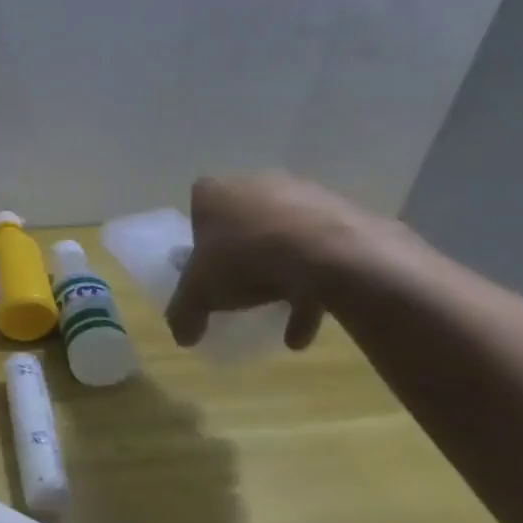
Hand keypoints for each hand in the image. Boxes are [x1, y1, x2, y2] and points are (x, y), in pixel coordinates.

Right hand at [165, 172, 401, 351]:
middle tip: (241, 288)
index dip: (200, 238)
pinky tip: (304, 328)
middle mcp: (257, 185)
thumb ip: (184, 312)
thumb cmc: (245, 258)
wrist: (327, 251)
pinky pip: (319, 252)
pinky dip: (312, 287)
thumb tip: (182, 337)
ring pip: (283, 239)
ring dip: (280, 277)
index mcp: (215, 193)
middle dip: (243, 257)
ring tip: (278, 318)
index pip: (198, 208)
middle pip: (243, 223)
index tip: (206, 267)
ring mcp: (302, 197)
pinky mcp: (340, 215)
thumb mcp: (200, 291)